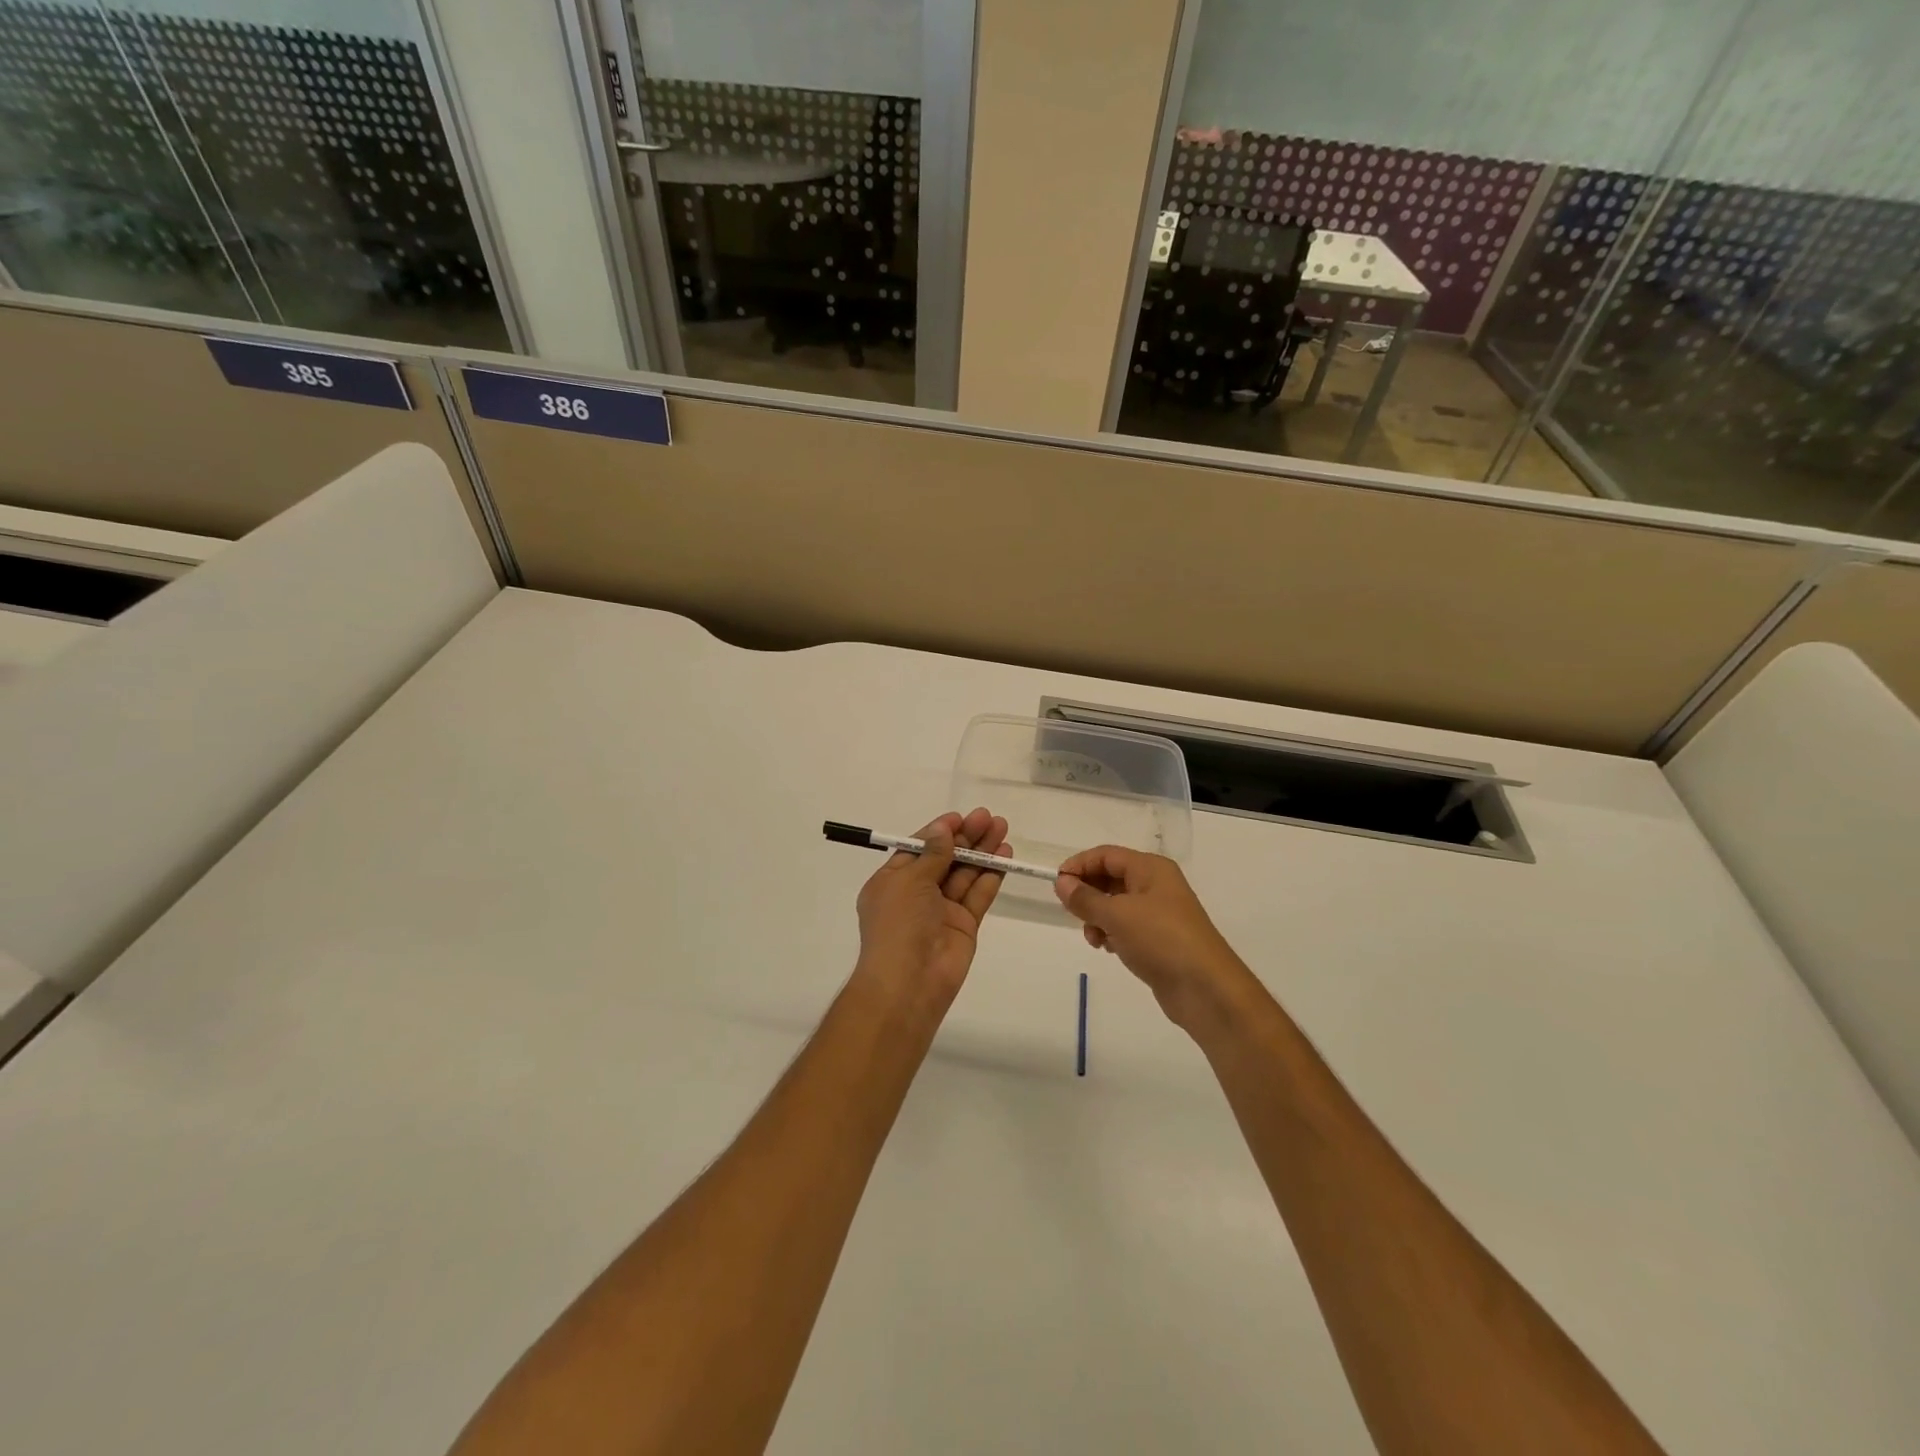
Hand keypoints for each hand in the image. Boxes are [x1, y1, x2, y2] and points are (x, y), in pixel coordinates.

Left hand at [853, 808, 1008, 1010]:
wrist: (909, 982)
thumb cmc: (899, 924)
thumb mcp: (909, 880)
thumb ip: (932, 854)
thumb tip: (943, 829)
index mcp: (892, 882)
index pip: (917, 849)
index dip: (938, 832)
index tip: (960, 817)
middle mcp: (916, 894)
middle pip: (945, 858)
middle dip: (966, 837)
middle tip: (989, 817)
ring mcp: (941, 910)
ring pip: (965, 874)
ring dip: (982, 851)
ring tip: (1002, 828)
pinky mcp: (964, 925)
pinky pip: (978, 894)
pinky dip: (991, 875)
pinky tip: (1005, 856)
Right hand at [1054, 847, 1253, 1032]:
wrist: (1205, 989)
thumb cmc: (1161, 939)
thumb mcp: (1117, 915)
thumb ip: (1085, 898)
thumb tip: (1062, 882)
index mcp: (1150, 868)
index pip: (1106, 855)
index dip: (1079, 865)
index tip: (1057, 883)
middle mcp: (1156, 885)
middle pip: (1111, 878)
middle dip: (1088, 893)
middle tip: (1071, 912)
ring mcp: (1159, 913)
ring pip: (1116, 904)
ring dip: (1097, 917)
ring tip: (1094, 937)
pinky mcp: (1158, 939)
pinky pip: (1126, 926)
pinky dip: (1112, 933)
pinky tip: (1108, 948)